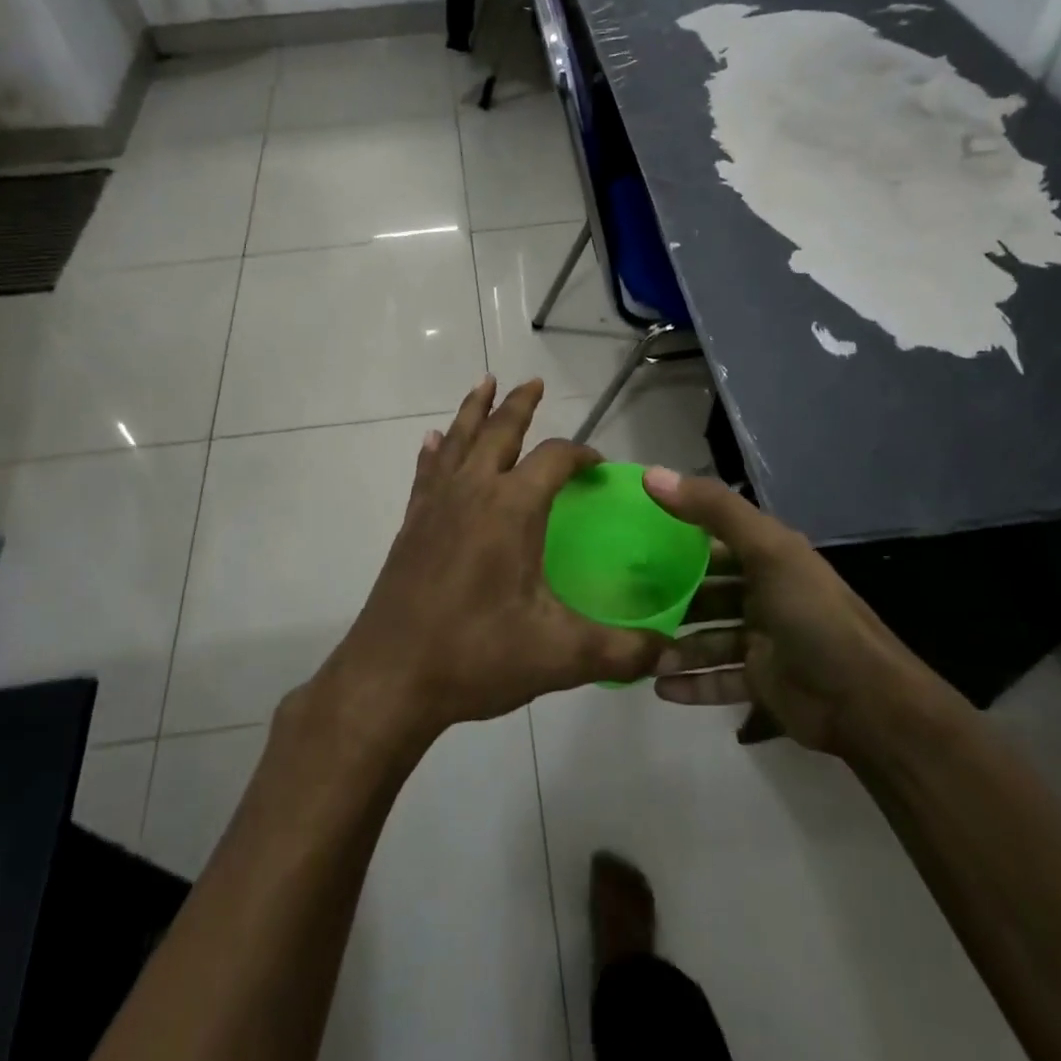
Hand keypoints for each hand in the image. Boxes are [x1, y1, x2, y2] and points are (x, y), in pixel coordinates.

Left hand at [309, 377, 668, 749]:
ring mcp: (436, 505)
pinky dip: (434, 451)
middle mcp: (473, 492)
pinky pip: (426, 472)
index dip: (582, 454)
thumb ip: (622, 650)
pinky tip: (432, 441)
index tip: (599, 466)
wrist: (390, 677)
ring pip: (457, 440)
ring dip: (474, 411)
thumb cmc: (477, 655)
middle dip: (519, 404)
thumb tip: (669, 651)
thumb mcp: (560, 655)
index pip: (554, 458)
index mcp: (512, 508)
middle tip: (533, 382)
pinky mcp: (412, 525)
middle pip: (499, 431)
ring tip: (484, 384)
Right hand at [643, 469, 950, 764]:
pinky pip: (718, 680)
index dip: (675, 537)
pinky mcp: (762, 683)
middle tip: (623, 603)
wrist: (867, 701)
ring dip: (676, 646)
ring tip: (639, 653)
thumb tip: (651, 474)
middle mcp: (764, 594)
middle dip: (669, 598)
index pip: (713, 540)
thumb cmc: (812, 614)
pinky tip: (659, 687)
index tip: (630, 540)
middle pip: (706, 592)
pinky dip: (691, 684)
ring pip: (707, 638)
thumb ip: (711, 510)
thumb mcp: (766, 549)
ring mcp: (763, 641)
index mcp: (768, 557)